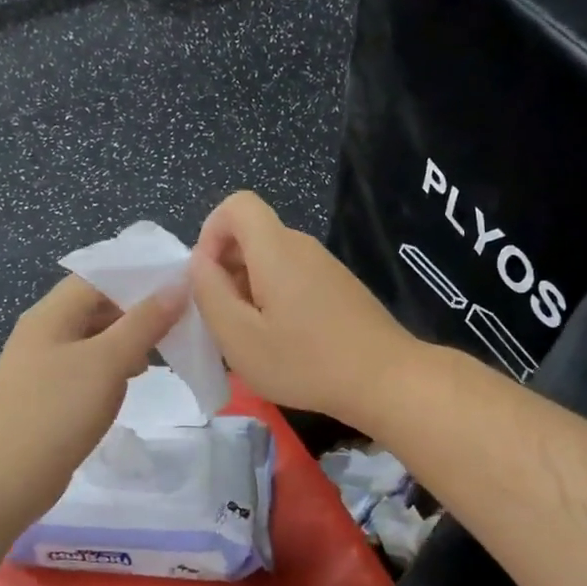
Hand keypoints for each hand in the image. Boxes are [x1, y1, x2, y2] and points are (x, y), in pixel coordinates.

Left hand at [0, 276, 185, 523]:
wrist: (6, 478)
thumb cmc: (58, 411)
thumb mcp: (108, 362)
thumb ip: (144, 322)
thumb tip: (177, 284)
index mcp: (50, 314)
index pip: (97, 277)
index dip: (138, 276)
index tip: (179, 285)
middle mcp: (42, 332)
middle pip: (95, 306)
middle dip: (137, 310)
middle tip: (180, 318)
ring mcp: (41, 365)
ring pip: (93, 338)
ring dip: (127, 339)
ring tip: (166, 347)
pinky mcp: (47, 394)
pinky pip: (86, 366)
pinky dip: (113, 365)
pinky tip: (134, 379)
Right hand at [189, 191, 417, 429]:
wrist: (386, 380)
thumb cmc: (305, 362)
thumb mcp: (239, 337)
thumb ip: (210, 293)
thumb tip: (200, 262)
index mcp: (276, 249)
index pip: (237, 205)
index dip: (211, 232)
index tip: (207, 279)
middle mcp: (303, 246)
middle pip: (253, 236)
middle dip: (227, 270)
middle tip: (226, 321)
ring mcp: (326, 266)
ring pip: (273, 261)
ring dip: (251, 291)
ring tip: (255, 338)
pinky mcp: (341, 288)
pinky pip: (295, 278)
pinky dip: (277, 300)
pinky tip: (287, 343)